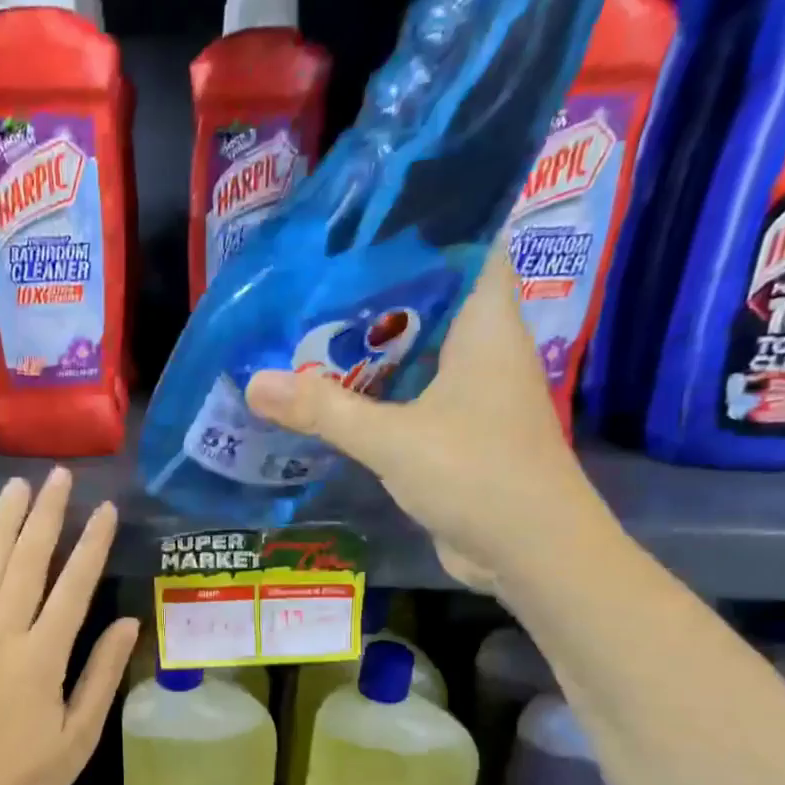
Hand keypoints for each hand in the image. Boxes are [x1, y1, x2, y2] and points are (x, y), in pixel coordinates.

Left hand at [0, 469, 139, 784]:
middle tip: (58, 477)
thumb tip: (127, 621)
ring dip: (2, 525)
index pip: (72, 588)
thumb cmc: (30, 775)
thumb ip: (102, 674)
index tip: (105, 510)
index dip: (91, 546)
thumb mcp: (80, 735)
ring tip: (16, 487)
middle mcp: (2, 638)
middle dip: (45, 516)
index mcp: (42, 659)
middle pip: (25, 564)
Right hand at [243, 248, 602, 589]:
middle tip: (310, 287)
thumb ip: (323, 410)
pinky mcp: (456, 434)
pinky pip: (409, 398)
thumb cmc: (478, 474)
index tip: (358, 231)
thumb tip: (254, 382)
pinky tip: (329, 397)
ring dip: (367, 351)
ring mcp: (471, 395)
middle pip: (427, 304)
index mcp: (485, 326)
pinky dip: (374, 395)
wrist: (530, 552)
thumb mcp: (393, 438)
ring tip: (305, 334)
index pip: (465, 249)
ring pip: (414, 355)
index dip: (419, 232)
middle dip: (372, 297)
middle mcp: (482, 350)